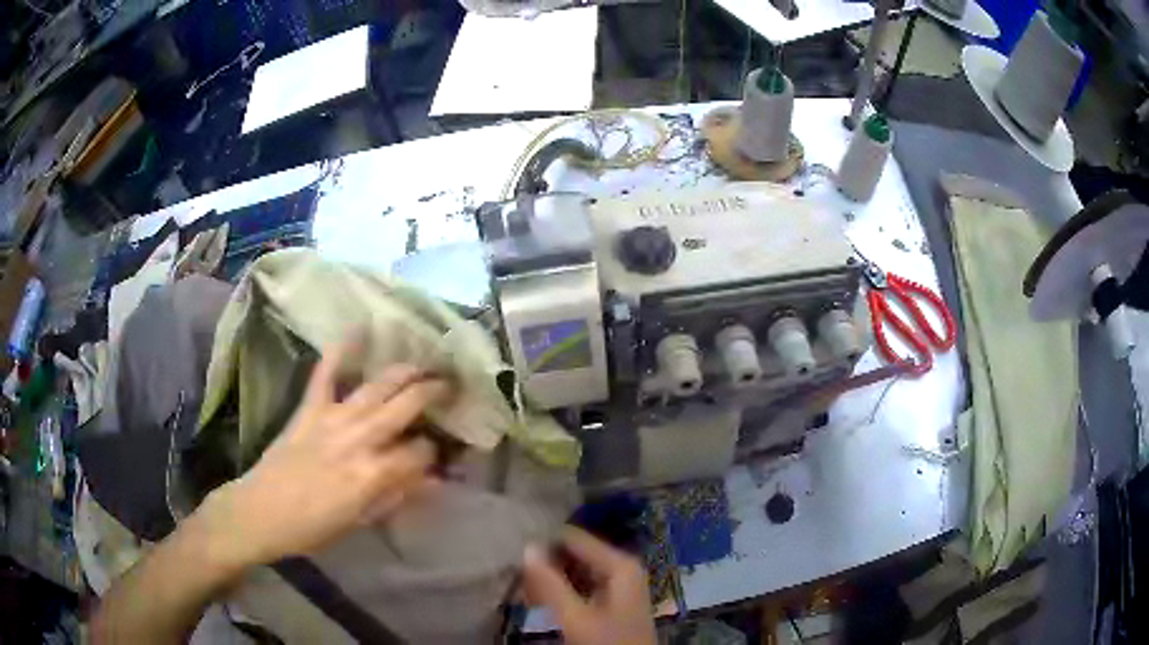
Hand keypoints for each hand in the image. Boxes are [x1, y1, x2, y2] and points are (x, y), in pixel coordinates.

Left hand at [196, 339, 448, 569]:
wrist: (261, 511)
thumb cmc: (313, 527)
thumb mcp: (360, 521)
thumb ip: (396, 496)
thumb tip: (432, 481)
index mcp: (373, 474)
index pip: (419, 452)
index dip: (432, 451)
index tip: (435, 452)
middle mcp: (359, 439)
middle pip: (405, 406)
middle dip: (432, 393)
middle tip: (448, 385)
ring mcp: (332, 418)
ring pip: (377, 386)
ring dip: (403, 372)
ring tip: (422, 365)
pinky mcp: (309, 408)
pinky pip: (326, 373)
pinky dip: (340, 351)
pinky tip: (357, 330)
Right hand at [523, 527, 656, 644]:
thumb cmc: (607, 643)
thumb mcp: (575, 618)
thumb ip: (550, 584)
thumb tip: (527, 547)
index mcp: (620, 564)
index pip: (572, 537)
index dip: (543, 543)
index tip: (513, 554)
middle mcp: (621, 568)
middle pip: (574, 554)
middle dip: (545, 564)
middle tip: (518, 579)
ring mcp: (618, 585)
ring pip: (575, 571)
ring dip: (550, 580)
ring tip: (525, 591)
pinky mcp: (611, 602)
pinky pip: (580, 586)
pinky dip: (560, 592)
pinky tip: (541, 602)